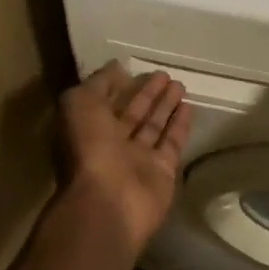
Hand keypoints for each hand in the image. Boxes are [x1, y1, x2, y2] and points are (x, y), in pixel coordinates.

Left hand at [60, 62, 192, 251]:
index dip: (122, 86)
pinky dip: (180, 125)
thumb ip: (98, 83)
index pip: (107, 103)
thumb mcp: (80, 104)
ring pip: (154, 127)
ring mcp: (138, 160)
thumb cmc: (89, 149)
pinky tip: (189, 107)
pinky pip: (172, 143)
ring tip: (180, 84)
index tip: (139, 70)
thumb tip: (116, 68)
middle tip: (165, 75)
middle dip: (148, 94)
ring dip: (166, 106)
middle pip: (133, 114)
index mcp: (88, 131)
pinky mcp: (162, 171)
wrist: (108, 201)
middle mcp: (112, 146)